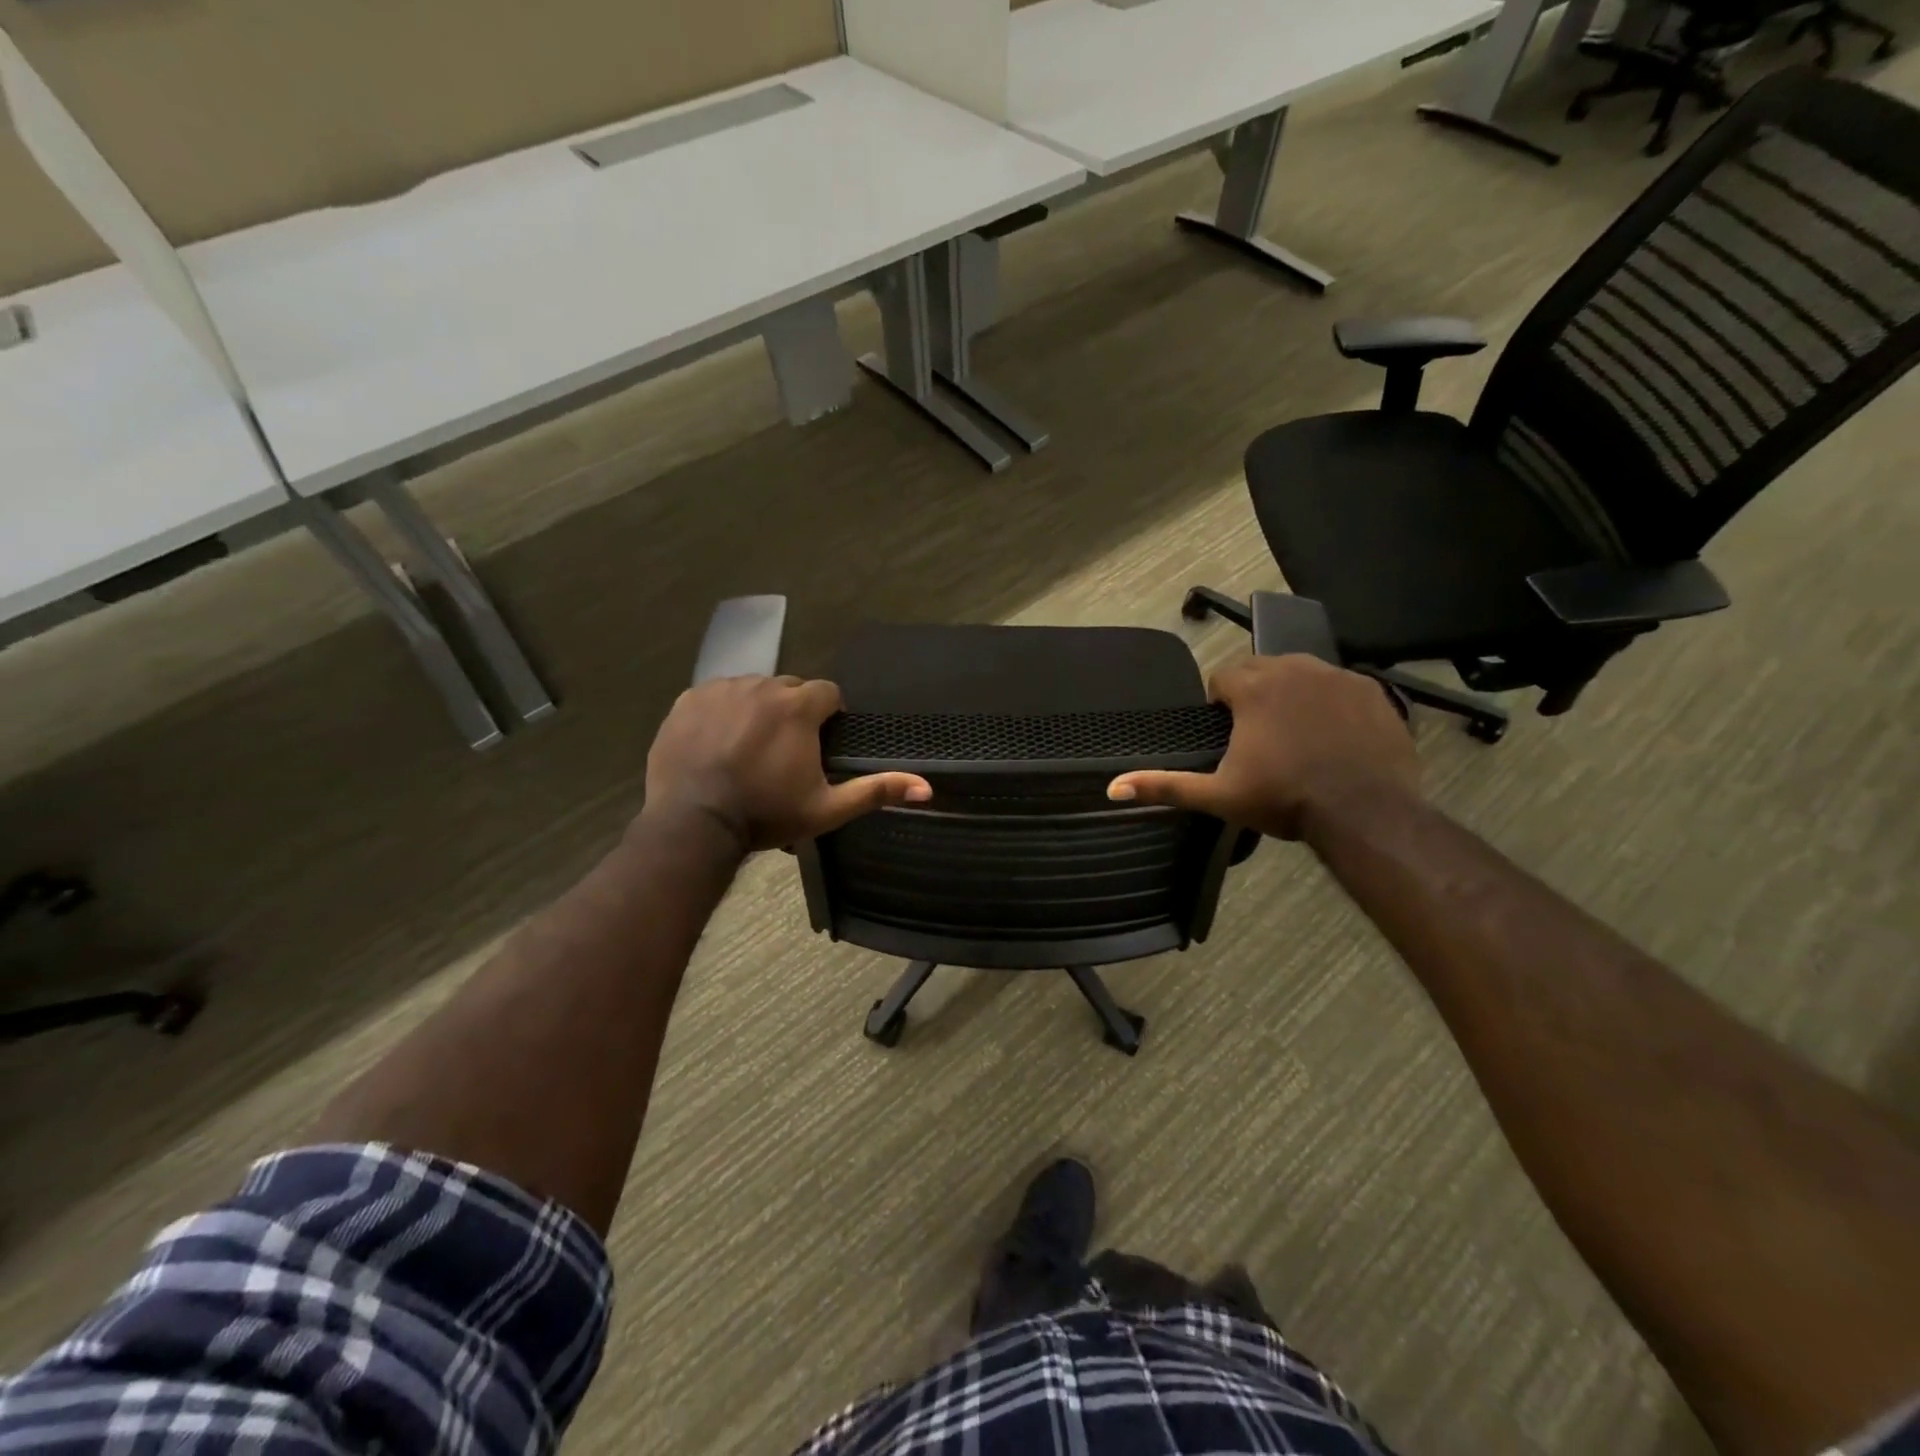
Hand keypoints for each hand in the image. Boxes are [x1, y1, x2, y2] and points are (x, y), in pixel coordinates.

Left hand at [644, 676, 930, 852]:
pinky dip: (723, 712)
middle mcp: (763, 685)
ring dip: (758, 710)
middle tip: (784, 751)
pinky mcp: (689, 698)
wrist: (693, 822)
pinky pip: (717, 695)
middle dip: (793, 712)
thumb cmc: (766, 814)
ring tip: (749, 747)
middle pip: (790, 689)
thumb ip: (876, 791)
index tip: (819, 744)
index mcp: (799, 706)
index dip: (827, 717)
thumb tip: (926, 787)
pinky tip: (718, 742)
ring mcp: (722, 689)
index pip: (827, 694)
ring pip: (753, 689)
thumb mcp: (826, 808)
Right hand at [1107, 655, 1418, 839]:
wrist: (1365, 812)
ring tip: (1294, 733)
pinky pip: (1339, 685)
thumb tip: (1113, 787)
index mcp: (1253, 688)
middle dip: (1253, 694)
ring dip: (1290, 693)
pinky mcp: (1371, 690)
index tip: (1228, 734)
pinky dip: (1329, 702)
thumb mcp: (1219, 796)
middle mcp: (1294, 668)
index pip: (1221, 678)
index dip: (1219, 705)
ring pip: (1300, 672)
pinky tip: (1332, 734)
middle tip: (1258, 736)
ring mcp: (1337, 676)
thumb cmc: (1285, 799)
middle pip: (1260, 669)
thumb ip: (1165, 786)